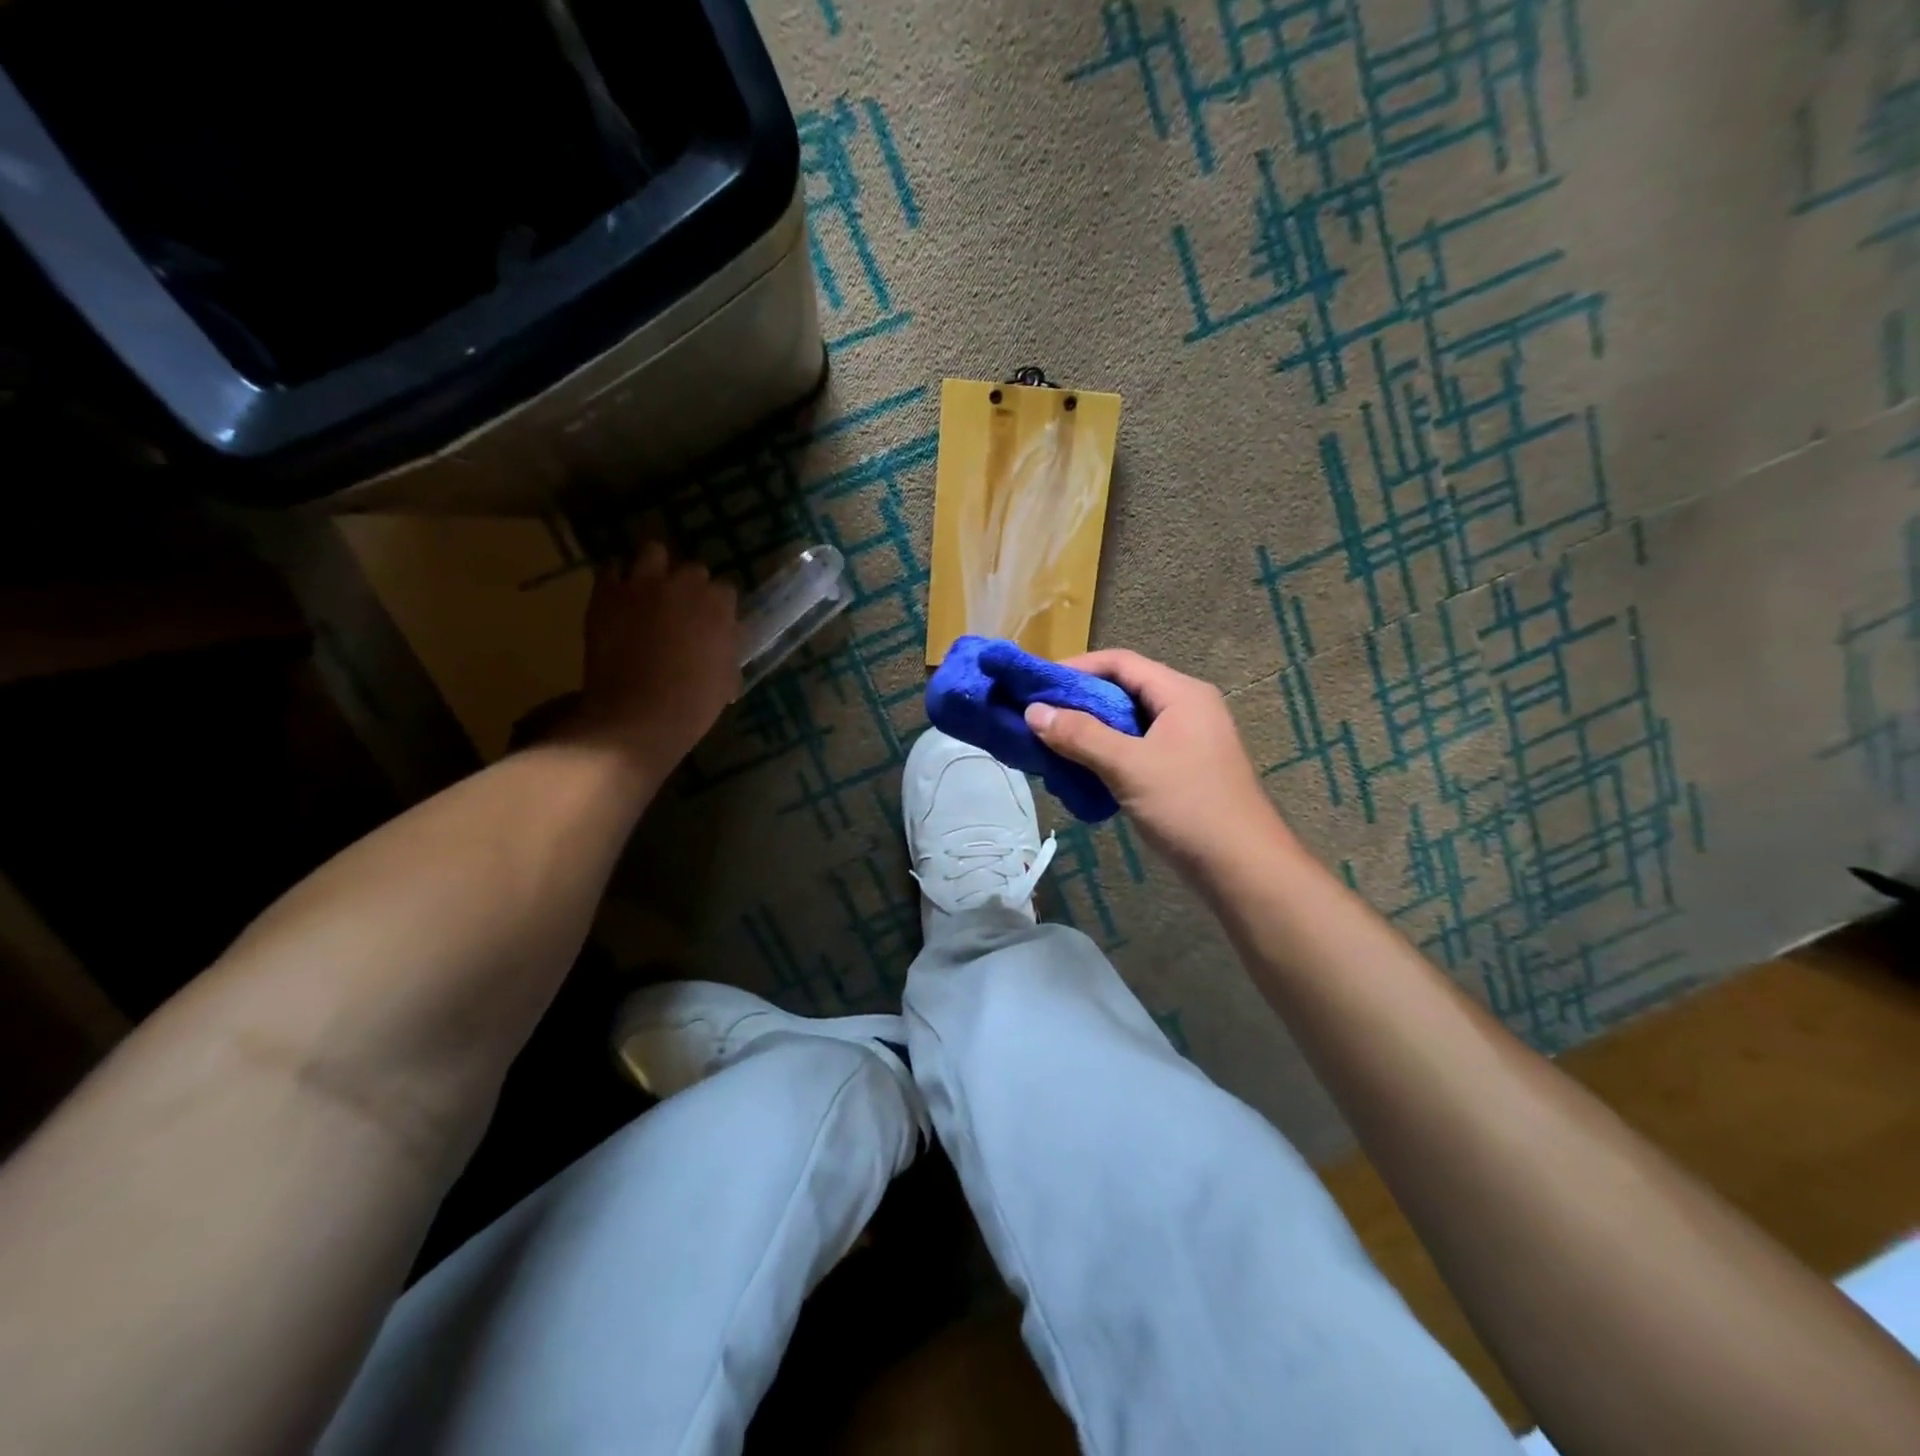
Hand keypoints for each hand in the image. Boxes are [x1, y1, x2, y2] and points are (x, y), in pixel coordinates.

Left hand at [572, 541, 740, 769]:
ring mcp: (644, 586)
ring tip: (649, 590)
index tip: (711, 624)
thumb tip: (727, 642)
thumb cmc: (693, 705)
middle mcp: (684, 586)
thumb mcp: (726, 679)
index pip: (725, 591)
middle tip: (680, 611)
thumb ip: (728, 650)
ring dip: (654, 568)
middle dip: (688, 586)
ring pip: (653, 552)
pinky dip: (616, 579)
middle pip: (693, 570)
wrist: (639, 715)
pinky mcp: (608, 594)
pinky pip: (610, 569)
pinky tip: (618, 597)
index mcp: (719, 607)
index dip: (717, 607)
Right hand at [1024, 649, 1289, 873]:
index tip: (1038, 685)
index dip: (1076, 668)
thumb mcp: (1128, 766)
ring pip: (1129, 722)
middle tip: (1039, 717)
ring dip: (1091, 731)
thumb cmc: (1188, 806)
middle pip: (1124, 690)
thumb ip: (1080, 735)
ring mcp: (1188, 740)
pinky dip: (1108, 754)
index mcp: (1181, 693)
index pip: (1120, 662)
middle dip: (1080, 702)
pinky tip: (1082, 771)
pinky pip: (1137, 748)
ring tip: (1052, 745)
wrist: (1243, 867)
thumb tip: (1033, 711)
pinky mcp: (1184, 769)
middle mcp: (1187, 708)